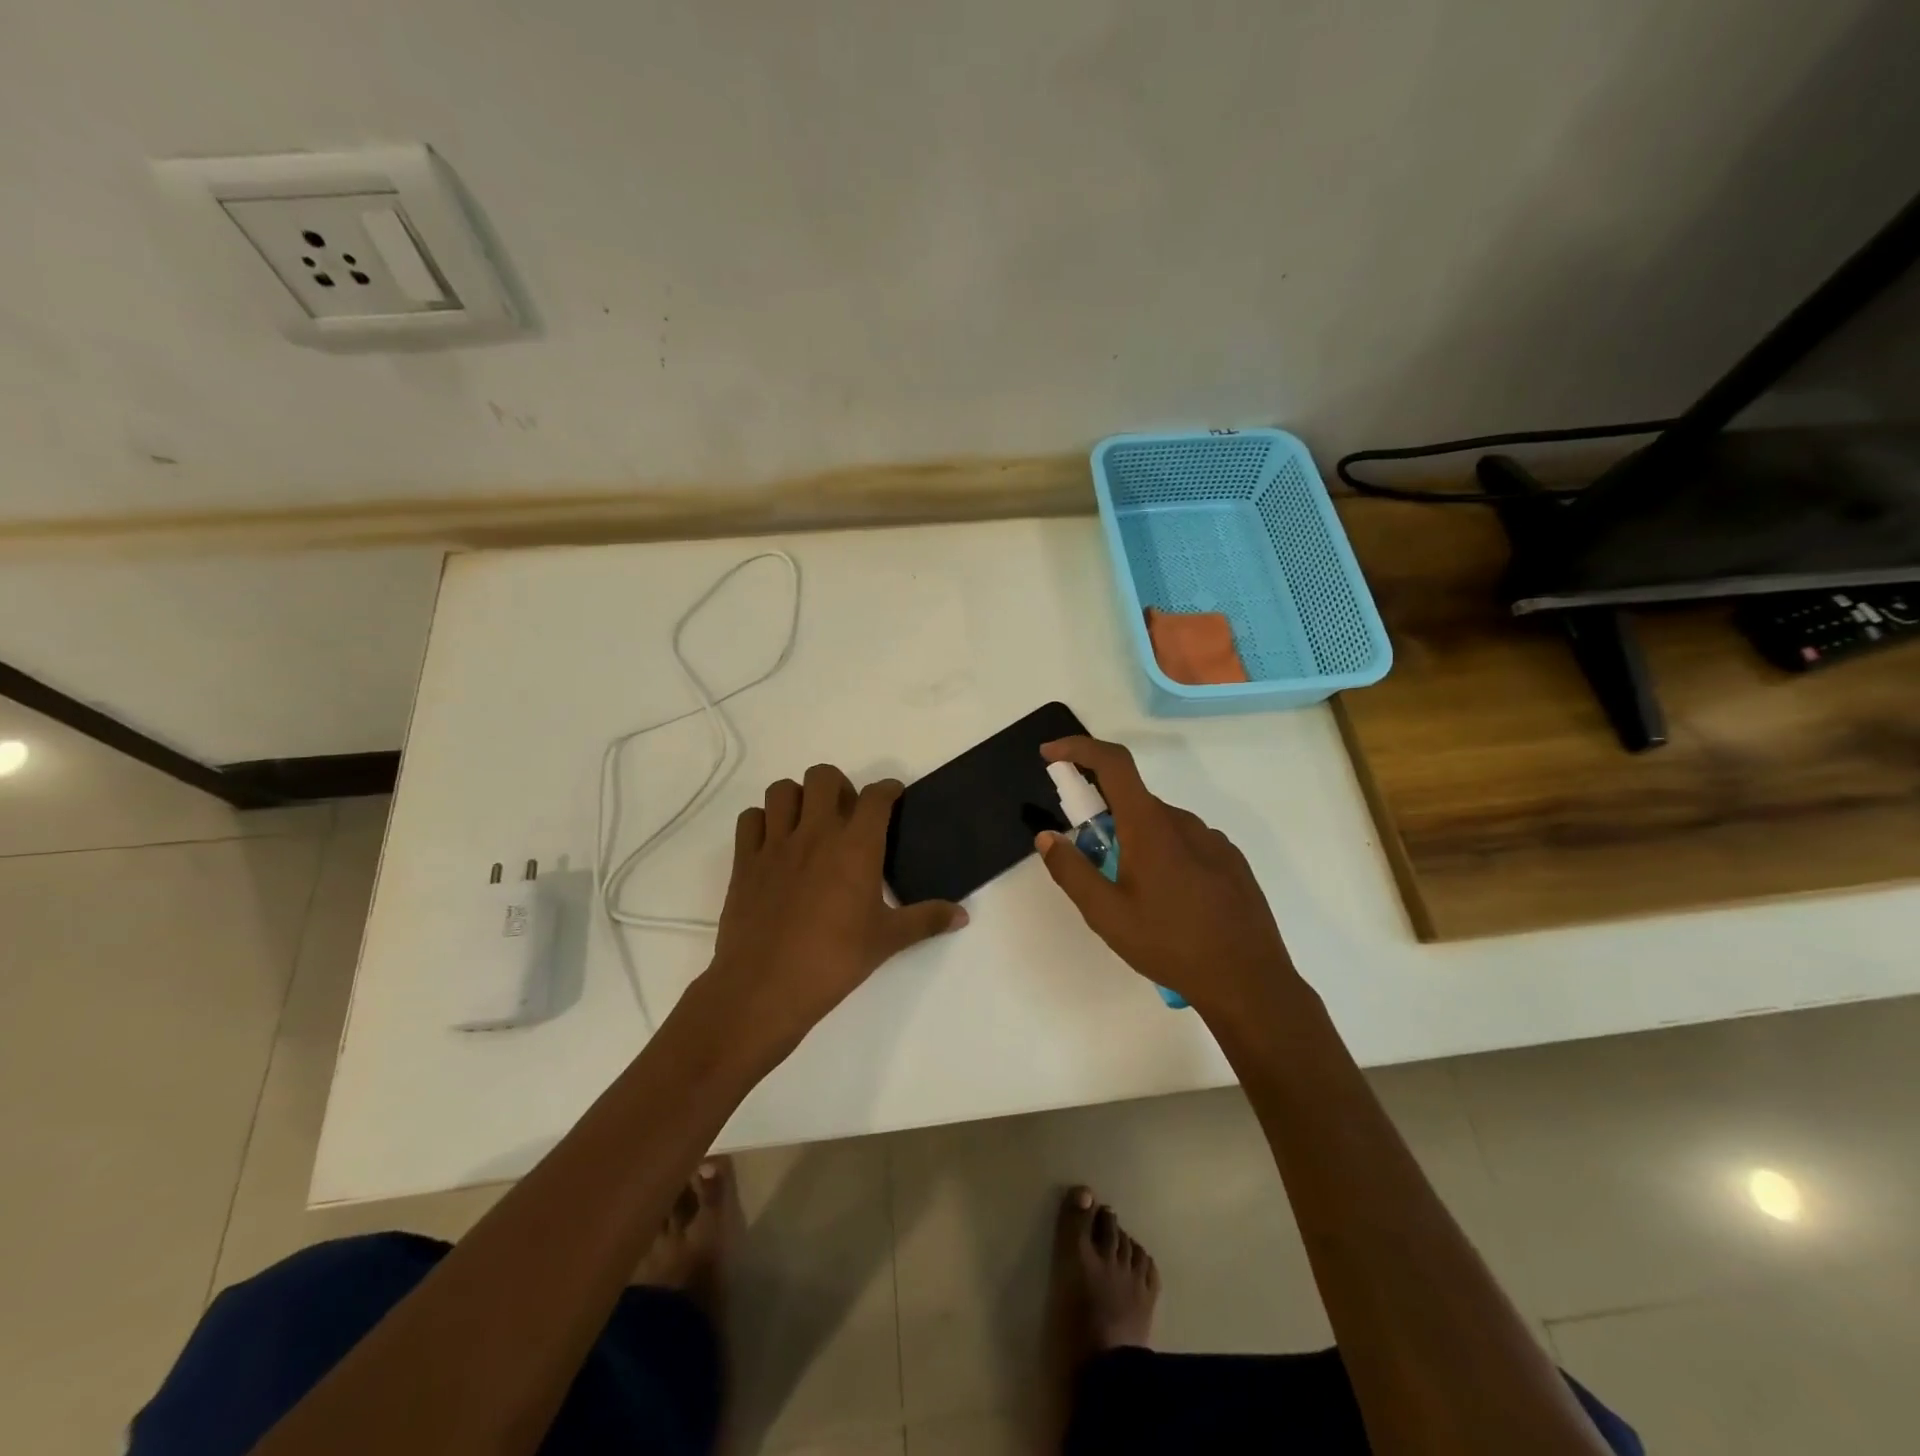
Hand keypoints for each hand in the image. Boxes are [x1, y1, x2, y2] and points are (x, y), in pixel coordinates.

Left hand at [702, 764, 966, 1060]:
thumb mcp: (887, 940)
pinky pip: (749, 819)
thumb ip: (926, 921)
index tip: (892, 797)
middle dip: (838, 786)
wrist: (766, 987)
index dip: (887, 790)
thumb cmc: (834, 961)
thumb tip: (963, 916)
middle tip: (846, 814)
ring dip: (797, 798)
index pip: (876, 797)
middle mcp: (816, 833)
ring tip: (808, 823)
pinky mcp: (744, 861)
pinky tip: (773, 843)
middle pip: (824, 776)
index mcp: (856, 846)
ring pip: (782, 790)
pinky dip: (762, 821)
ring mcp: (776, 844)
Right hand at [1035, 736, 1294, 1019]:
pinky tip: (1169, 902)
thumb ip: (1071, 871)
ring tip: (1132, 894)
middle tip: (1090, 858)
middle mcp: (1184, 822)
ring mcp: (1213, 840)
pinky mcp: (1231, 861)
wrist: (1248, 981)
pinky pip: (1186, 843)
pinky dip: (1164, 855)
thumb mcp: (1106, 914)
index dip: (1079, 748)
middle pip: (1133, 800)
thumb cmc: (1170, 944)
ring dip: (1135, 841)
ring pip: (1160, 825)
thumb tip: (1047, 836)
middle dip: (1103, 816)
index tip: (1051, 754)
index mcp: (1150, 826)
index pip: (1113, 764)